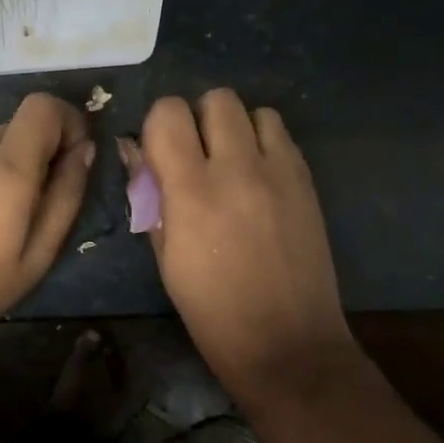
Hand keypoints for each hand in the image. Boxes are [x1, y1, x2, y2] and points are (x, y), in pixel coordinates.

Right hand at [127, 89, 358, 401]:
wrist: (286, 343)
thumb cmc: (211, 310)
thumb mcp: (164, 256)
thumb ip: (149, 196)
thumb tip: (136, 152)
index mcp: (192, 191)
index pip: (168, 113)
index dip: (158, 126)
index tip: (159, 153)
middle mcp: (237, 169)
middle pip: (216, 99)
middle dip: (197, 119)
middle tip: (195, 155)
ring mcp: (279, 172)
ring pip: (254, 109)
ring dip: (235, 127)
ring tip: (231, 162)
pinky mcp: (307, 182)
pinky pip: (282, 135)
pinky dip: (263, 142)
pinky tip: (258, 176)